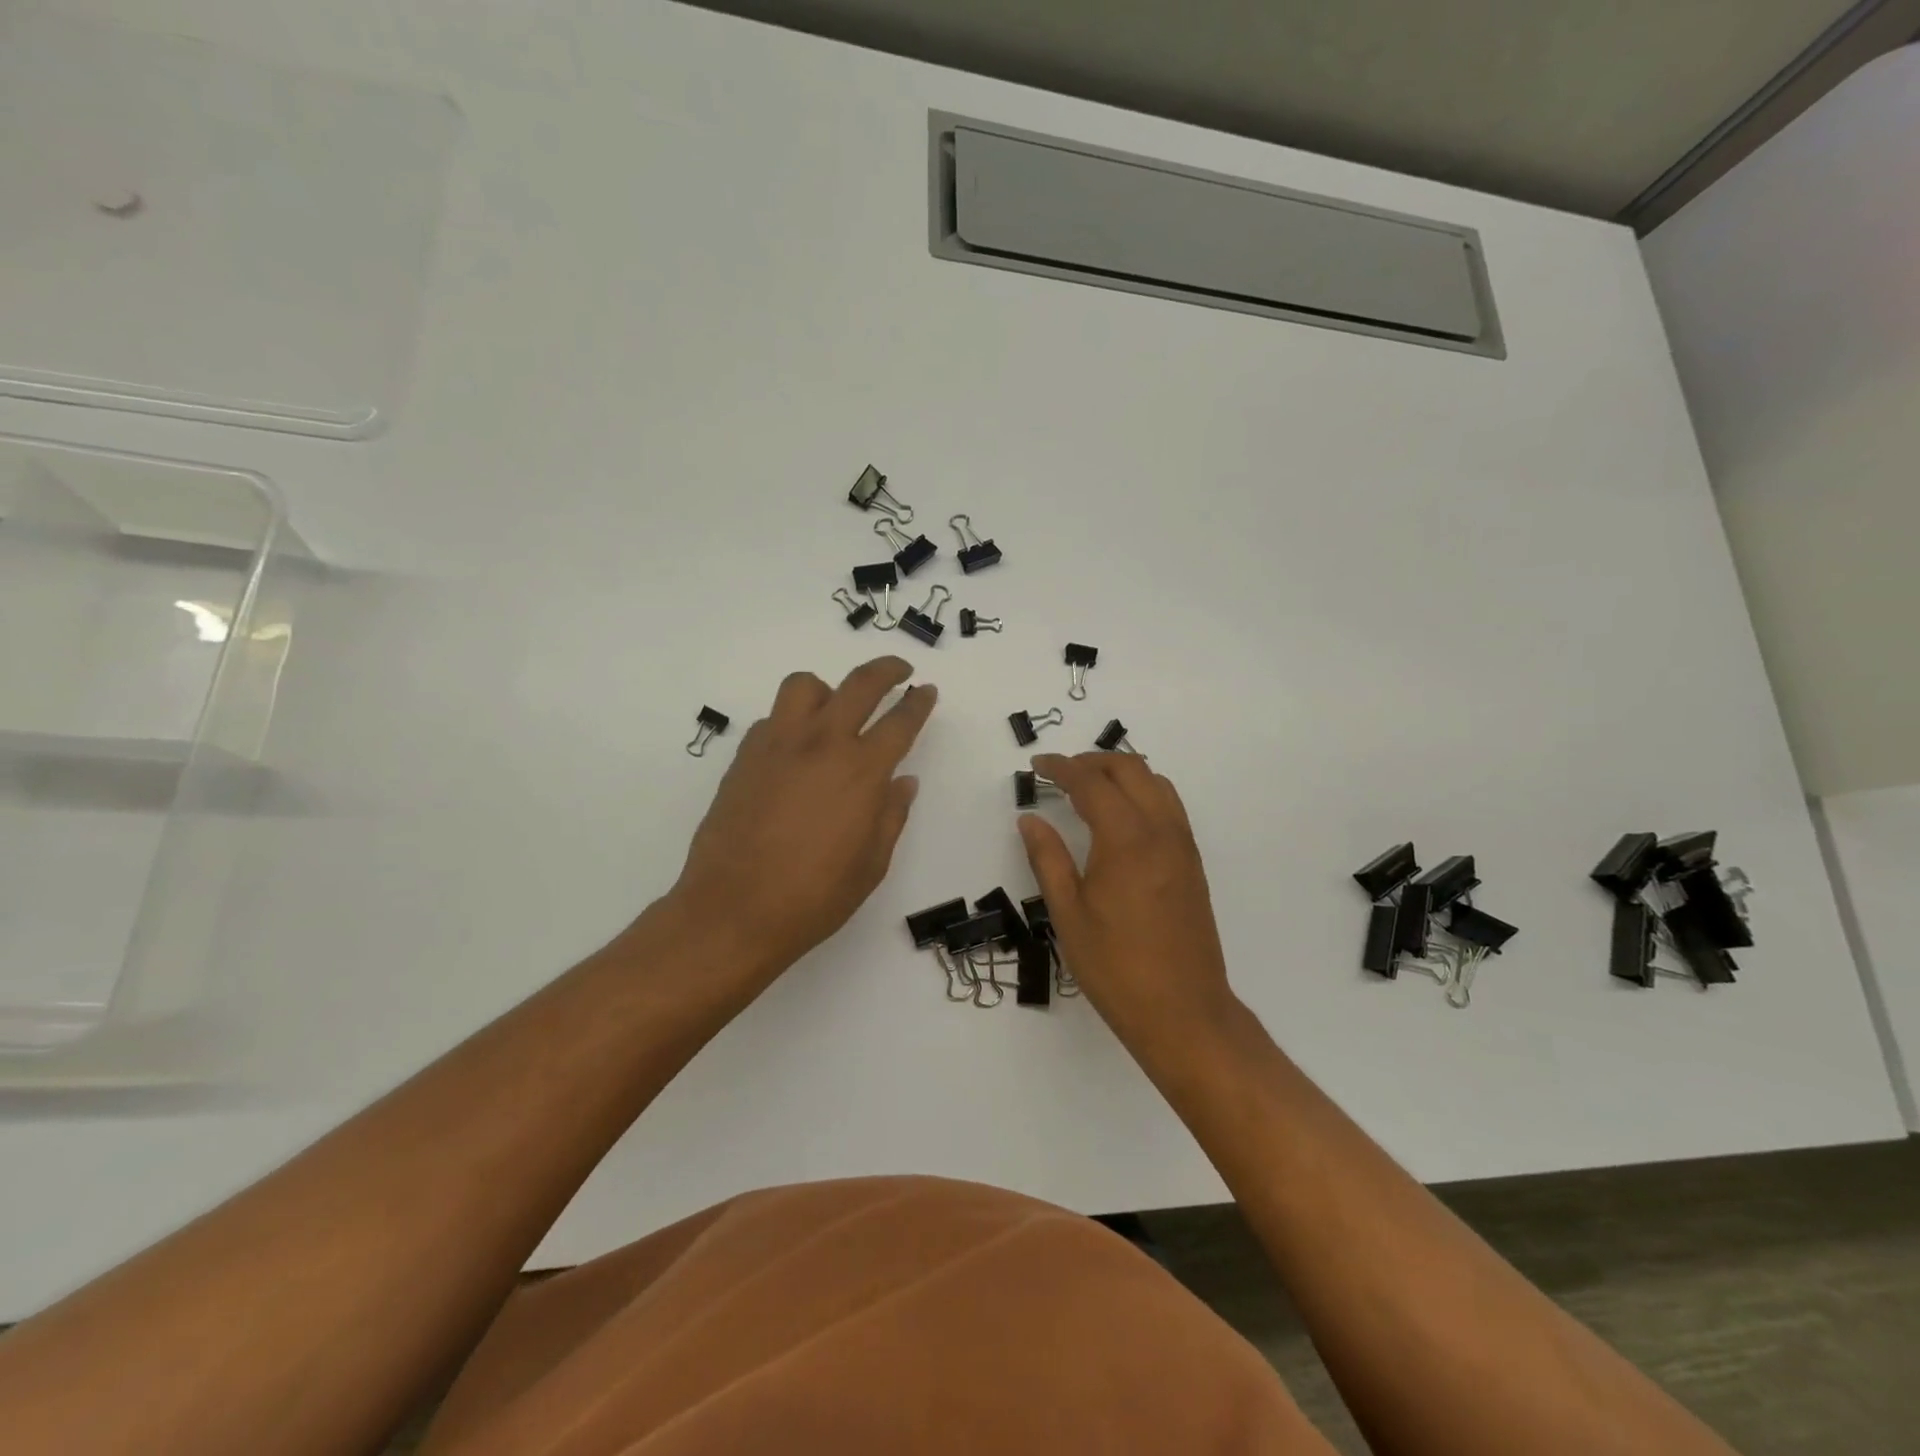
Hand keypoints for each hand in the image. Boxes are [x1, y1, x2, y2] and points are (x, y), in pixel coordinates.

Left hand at [666, 657, 935, 992]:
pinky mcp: (744, 757)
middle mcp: (821, 744)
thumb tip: (903, 782)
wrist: (733, 911)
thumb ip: (890, 815)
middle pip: (859, 684)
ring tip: (834, 711)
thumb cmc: (813, 897)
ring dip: (828, 689)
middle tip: (899, 672)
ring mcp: (777, 745)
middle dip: (886, 670)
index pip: (900, 721)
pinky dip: (791, 722)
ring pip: (804, 686)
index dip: (918, 702)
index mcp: (861, 772)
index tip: (926, 691)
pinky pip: (773, 720)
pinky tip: (794, 753)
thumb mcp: (871, 865)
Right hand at [1017, 752, 1238, 1063]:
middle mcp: (1161, 831)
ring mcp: (1183, 846)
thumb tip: (1030, 819)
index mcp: (1126, 840)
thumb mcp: (1069, 914)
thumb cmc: (1116, 967)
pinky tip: (1121, 817)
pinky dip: (1143, 792)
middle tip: (1060, 773)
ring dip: (1122, 773)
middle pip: (1130, 769)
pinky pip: (1169, 806)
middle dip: (1092, 761)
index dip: (1061, 767)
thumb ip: (1048, 858)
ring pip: (1156, 783)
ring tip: (1090, 788)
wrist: (1183, 1012)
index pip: (1091, 783)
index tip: (1037, 765)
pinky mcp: (1193, 863)